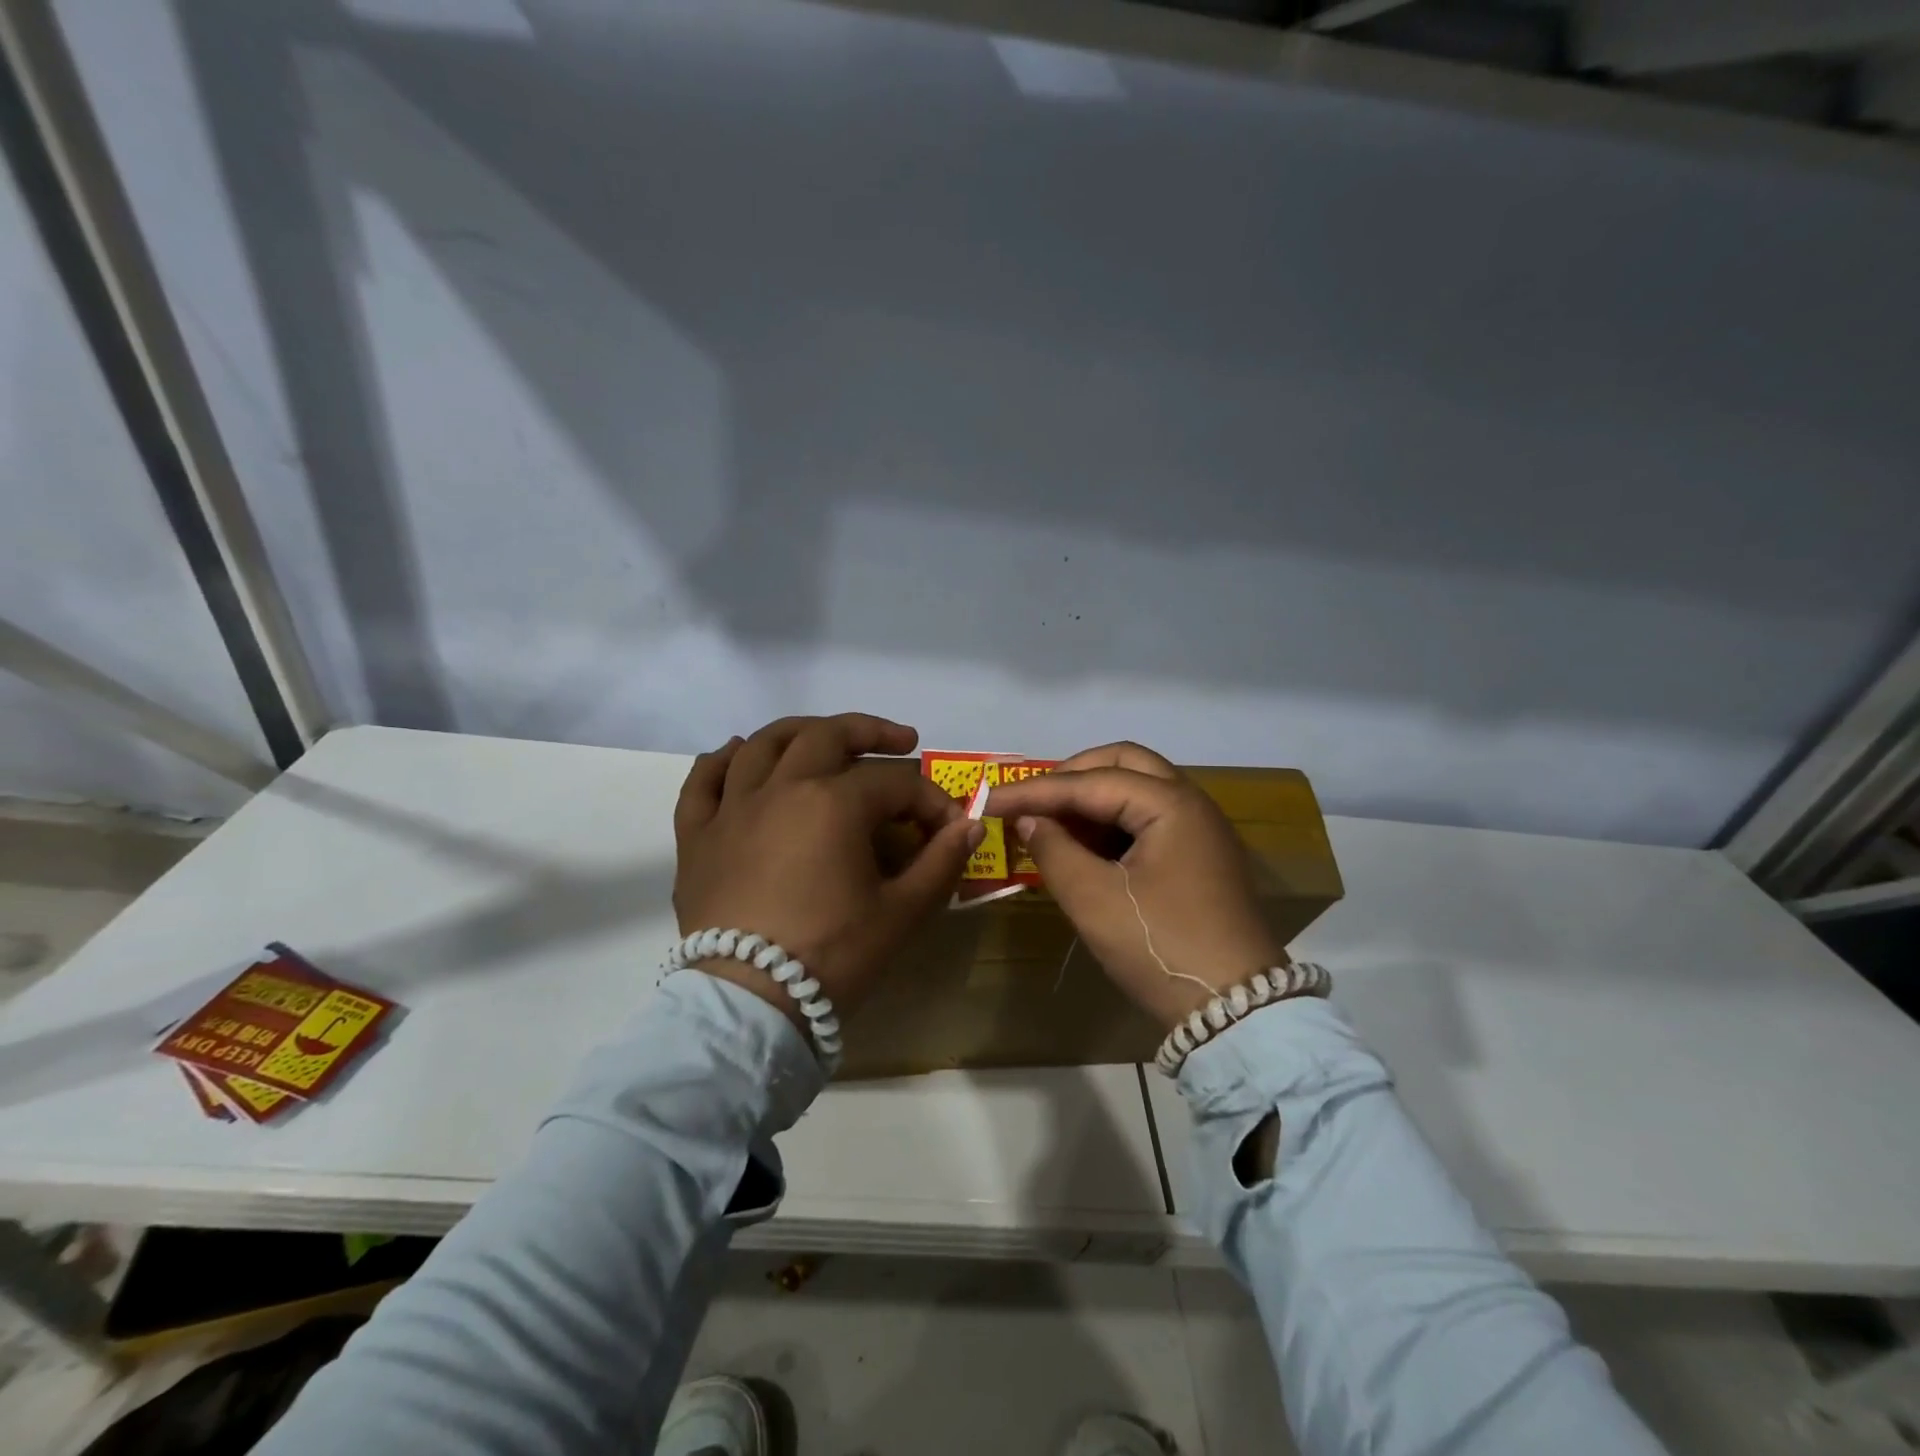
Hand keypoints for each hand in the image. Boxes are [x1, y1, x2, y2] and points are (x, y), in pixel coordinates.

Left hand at [672, 713, 984, 1030]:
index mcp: (833, 803)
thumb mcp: (901, 913)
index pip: (895, 783)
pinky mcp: (697, 837)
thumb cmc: (833, 956)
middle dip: (871, 732)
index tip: (948, 828)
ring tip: (824, 738)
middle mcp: (780, 788)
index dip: (930, 800)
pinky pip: (703, 781)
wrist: (750, 1005)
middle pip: (827, 736)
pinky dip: (722, 760)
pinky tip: (739, 753)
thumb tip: (970, 825)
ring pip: (764, 744)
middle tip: (900, 743)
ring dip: (801, 732)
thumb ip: (941, 862)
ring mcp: (732, 809)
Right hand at [982, 742, 1282, 1031]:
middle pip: (1124, 763)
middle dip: (1072, 776)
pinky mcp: (1200, 856)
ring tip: (1052, 824)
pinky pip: (1150, 818)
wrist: (1236, 1012)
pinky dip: (1114, 822)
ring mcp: (1201, 829)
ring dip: (1094, 798)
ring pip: (1140, 788)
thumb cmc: (1160, 948)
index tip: (989, 800)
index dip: (1034, 790)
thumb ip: (1053, 850)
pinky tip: (1085, 846)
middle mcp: (1192, 803)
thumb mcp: (1094, 900)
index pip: (1090, 781)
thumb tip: (1027, 821)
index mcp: (1171, 804)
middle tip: (1033, 801)